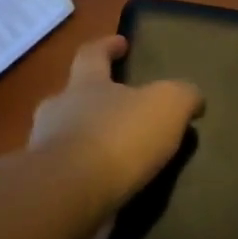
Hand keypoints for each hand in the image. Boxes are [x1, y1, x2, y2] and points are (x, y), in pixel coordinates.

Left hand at [29, 35, 202, 209]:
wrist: (70, 195)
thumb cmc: (119, 137)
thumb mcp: (167, 105)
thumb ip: (182, 95)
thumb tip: (193, 98)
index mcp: (85, 83)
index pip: (92, 53)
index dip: (107, 46)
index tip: (121, 43)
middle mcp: (58, 111)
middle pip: (73, 97)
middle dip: (94, 100)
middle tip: (120, 109)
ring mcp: (45, 151)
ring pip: (67, 138)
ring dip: (90, 142)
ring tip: (120, 157)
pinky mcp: (46, 188)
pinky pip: (69, 175)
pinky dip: (88, 178)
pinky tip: (110, 188)